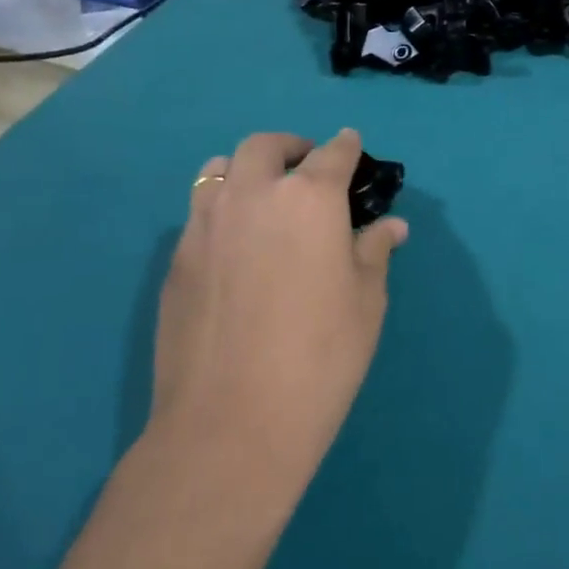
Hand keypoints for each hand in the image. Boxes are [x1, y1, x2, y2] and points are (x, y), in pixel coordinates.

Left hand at [147, 129, 408, 516]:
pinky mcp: (176, 258)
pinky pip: (200, 211)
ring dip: (247, 170)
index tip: (353, 147)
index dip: (347, 147)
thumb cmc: (321, 357)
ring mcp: (206, 224)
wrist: (231, 422)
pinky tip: (235, 246)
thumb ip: (374, 251)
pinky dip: (222, 208)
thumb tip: (391, 226)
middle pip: (266, 146)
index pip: (332, 154)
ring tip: (263, 198)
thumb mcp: (366, 302)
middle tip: (306, 169)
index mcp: (309, 199)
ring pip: (220, 169)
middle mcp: (253, 195)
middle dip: (291, 148)